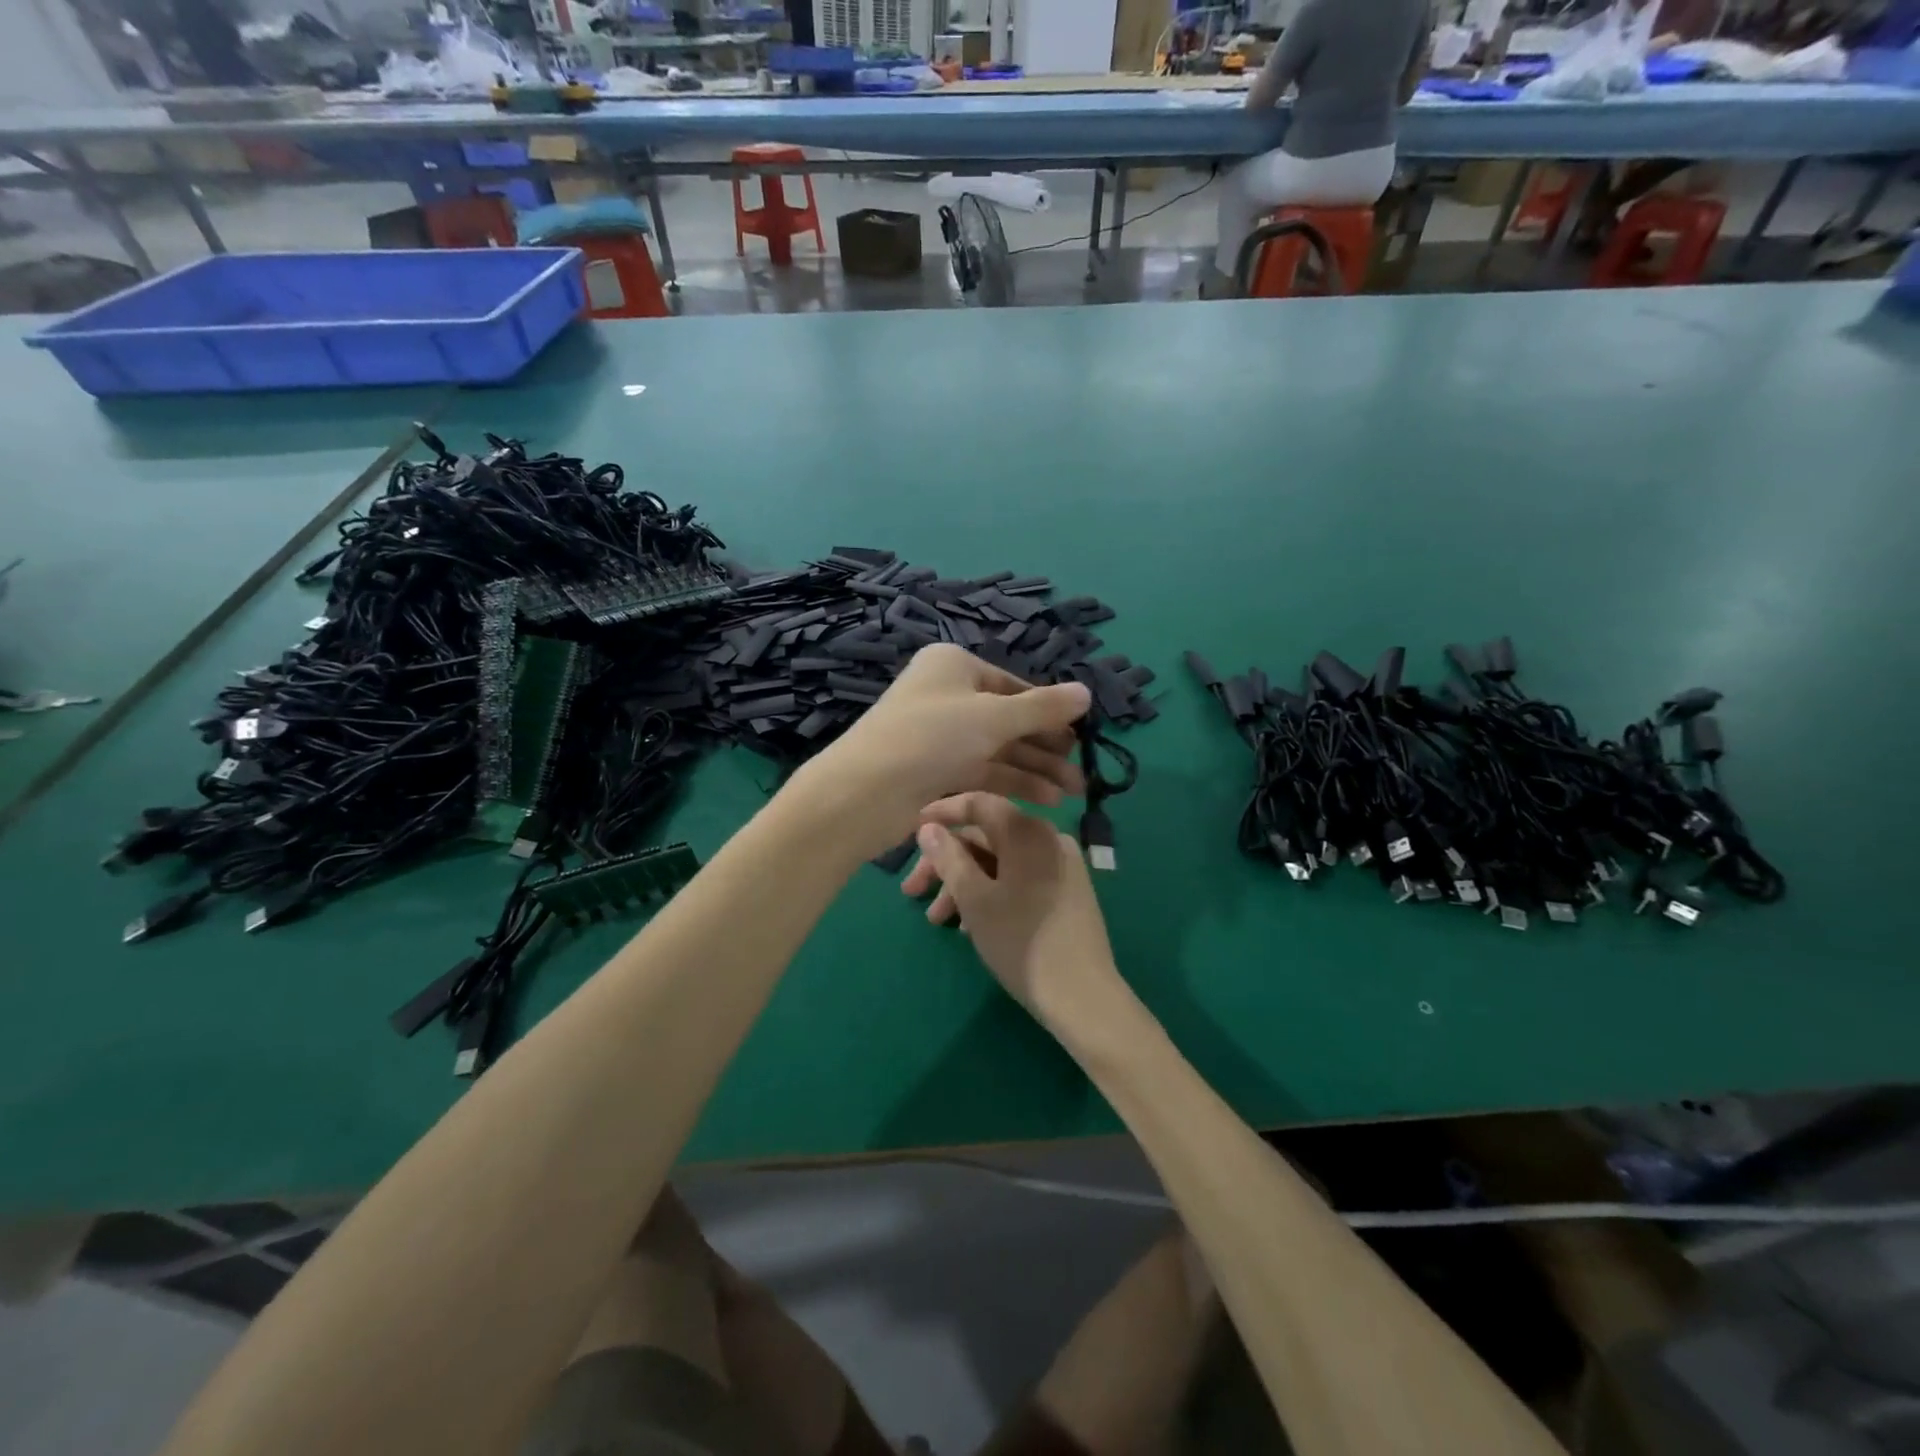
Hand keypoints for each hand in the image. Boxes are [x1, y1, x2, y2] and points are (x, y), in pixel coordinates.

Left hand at [790, 644, 1090, 858]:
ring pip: (998, 748)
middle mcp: (946, 695)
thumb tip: (1086, 692)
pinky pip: (983, 770)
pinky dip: (1013, 782)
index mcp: (954, 666)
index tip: (1081, 735)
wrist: (865, 792)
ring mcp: (939, 735)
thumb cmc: (932, 737)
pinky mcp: (935, 770)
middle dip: (1047, 746)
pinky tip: (1047, 799)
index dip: (1049, 710)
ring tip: (1074, 792)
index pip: (1013, 685)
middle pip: (1008, 718)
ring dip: (1036, 769)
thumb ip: (1043, 707)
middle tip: (1082, 771)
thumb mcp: (994, 717)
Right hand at [902, 793, 1122, 1024]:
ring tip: (938, 921)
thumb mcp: (974, 899)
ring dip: (965, 884)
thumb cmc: (1020, 940)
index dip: (942, 814)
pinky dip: (991, 891)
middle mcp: (1047, 838)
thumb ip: (949, 858)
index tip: (912, 831)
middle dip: (946, 863)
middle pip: (986, 837)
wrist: (1082, 994)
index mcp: (1026, 831)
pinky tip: (970, 925)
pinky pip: (1020, 877)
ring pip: (1000, 861)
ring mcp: (1061, 864)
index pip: (977, 804)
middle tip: (913, 892)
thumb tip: (929, 828)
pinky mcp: (1067, 890)